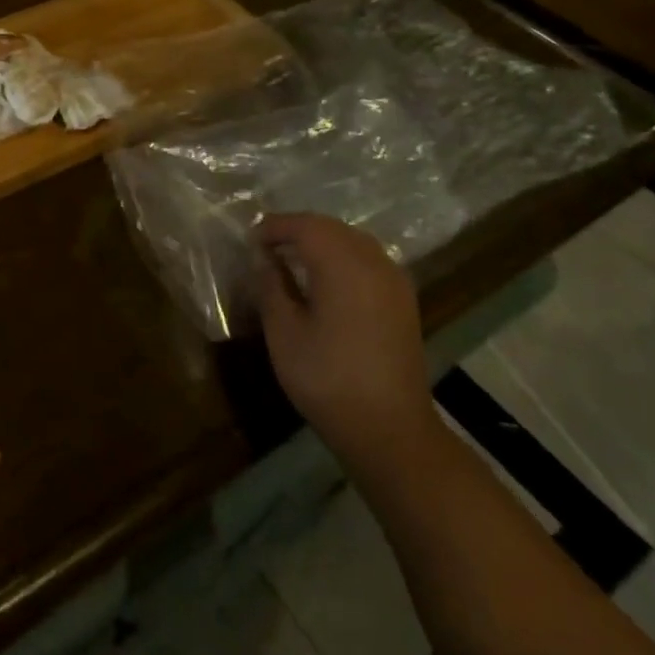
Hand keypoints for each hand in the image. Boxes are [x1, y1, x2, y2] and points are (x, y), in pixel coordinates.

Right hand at [254, 214, 437, 479]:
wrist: (388, 428)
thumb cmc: (326, 378)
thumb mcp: (284, 332)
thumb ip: (272, 286)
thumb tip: (265, 259)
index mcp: (343, 265)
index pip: (306, 226)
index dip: (275, 227)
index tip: (250, 239)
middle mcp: (374, 263)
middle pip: (332, 228)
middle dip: (298, 230)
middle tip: (267, 245)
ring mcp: (395, 282)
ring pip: (354, 242)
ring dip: (322, 242)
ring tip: (291, 259)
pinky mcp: (403, 301)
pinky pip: (368, 261)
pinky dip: (342, 257)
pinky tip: (324, 280)